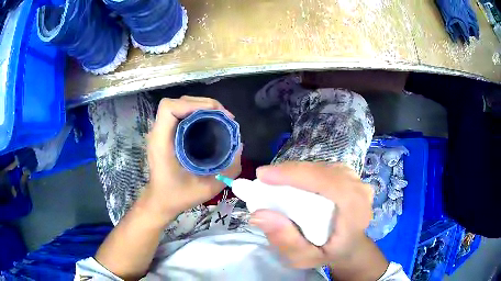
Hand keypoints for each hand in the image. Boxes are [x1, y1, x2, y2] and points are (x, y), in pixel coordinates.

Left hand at [143, 96, 241, 221]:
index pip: (170, 108)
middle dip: (203, 104)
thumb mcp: (207, 188)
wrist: (161, 201)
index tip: (216, 114)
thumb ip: (227, 170)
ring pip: (179, 105)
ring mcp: (161, 131)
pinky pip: (180, 113)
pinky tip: (209, 123)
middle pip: (177, 101)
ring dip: (201, 106)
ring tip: (220, 117)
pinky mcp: (165, 133)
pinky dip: (196, 113)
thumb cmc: (178, 196)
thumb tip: (239, 145)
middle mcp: (158, 132)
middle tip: (225, 116)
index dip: (193, 105)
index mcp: (162, 142)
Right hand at [250, 162, 387, 279]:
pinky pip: (324, 168)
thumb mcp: (304, 258)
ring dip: (297, 172)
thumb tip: (259, 214)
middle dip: (290, 173)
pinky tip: (293, 181)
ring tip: (275, 181)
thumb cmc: (328, 253)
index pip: (327, 182)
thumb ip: (285, 240)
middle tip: (263, 179)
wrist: (350, 247)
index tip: (264, 175)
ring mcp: (356, 180)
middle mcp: (360, 190)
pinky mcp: (350, 176)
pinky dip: (305, 172)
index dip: (295, 175)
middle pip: (322, 171)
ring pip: (322, 167)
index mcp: (355, 211)